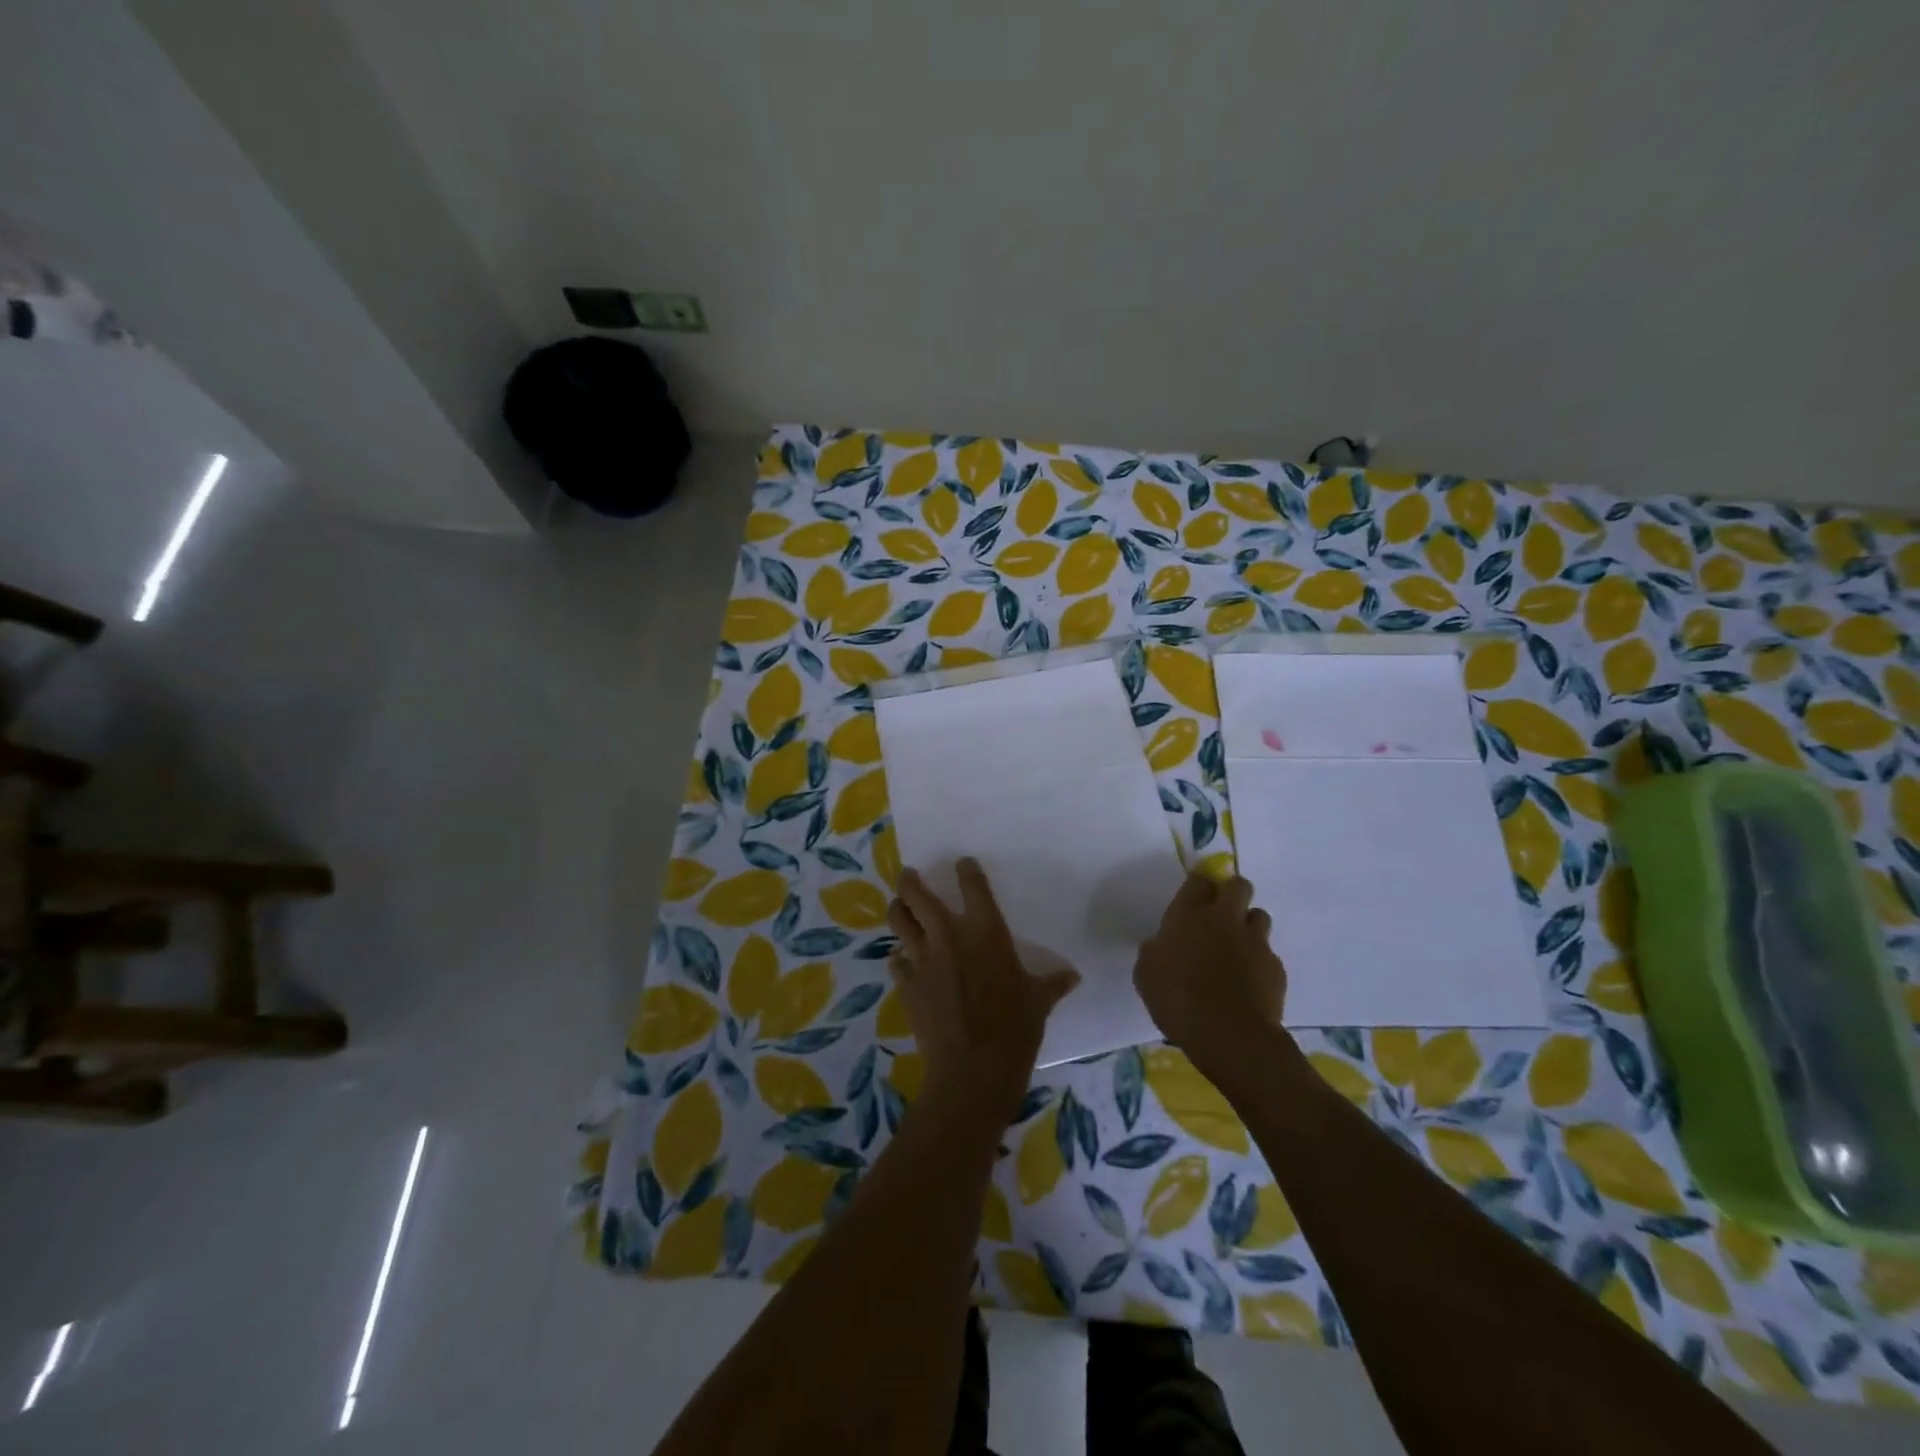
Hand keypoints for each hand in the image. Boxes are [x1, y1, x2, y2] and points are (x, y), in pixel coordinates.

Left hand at [887, 859, 1078, 1116]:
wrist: (973, 1070)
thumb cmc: (1014, 1029)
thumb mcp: (1039, 1002)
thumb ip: (1052, 983)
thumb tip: (1072, 977)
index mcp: (986, 931)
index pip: (973, 885)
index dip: (966, 870)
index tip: (963, 864)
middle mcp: (949, 935)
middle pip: (918, 895)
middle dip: (910, 881)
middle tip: (908, 875)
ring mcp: (923, 958)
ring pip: (899, 920)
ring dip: (898, 909)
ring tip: (899, 905)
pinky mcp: (907, 984)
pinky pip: (896, 961)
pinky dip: (899, 956)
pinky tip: (903, 960)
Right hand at [1134, 873, 1286, 1070]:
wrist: (1229, 1033)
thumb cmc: (1177, 999)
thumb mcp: (1146, 974)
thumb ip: (1154, 952)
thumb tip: (1160, 945)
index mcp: (1188, 915)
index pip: (1199, 880)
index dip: (1198, 887)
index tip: (1193, 900)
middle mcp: (1224, 919)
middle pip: (1238, 885)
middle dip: (1232, 893)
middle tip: (1221, 915)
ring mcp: (1254, 941)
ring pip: (1259, 916)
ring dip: (1249, 926)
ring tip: (1237, 948)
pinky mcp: (1275, 967)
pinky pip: (1268, 954)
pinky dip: (1259, 962)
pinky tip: (1248, 983)